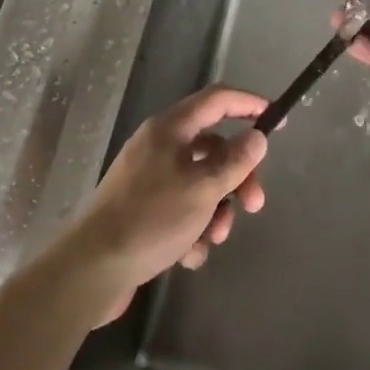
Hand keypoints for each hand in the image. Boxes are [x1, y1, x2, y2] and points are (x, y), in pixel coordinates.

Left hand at [67, 85, 268, 324]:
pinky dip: (192, 230)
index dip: (249, 104)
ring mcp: (149, 178)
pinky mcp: (142, 210)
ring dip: (215, 210)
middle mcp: (159, 146)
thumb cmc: (151, 219)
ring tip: (213, 238)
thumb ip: (235, 162)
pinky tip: (187, 256)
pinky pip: (181, 209)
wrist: (91, 269)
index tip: (277, 119)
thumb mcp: (202, 189)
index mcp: (170, 128)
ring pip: (200, 183)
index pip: (217, 100)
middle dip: (237, 177)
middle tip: (255, 205)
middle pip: (213, 148)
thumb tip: (256, 137)